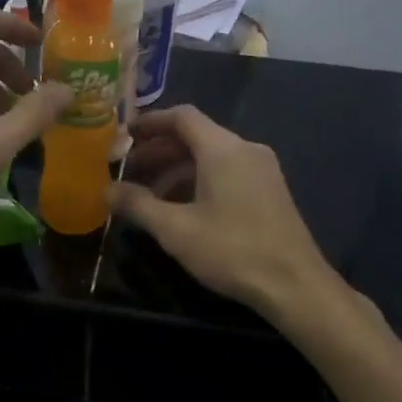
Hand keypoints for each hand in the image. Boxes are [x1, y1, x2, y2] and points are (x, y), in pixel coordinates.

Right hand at [108, 105, 341, 321]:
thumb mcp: (175, 229)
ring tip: (148, 195)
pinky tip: (181, 210)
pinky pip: (227, 173)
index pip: (182, 117)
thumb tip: (106, 190)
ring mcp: (262, 170)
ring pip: (211, 158)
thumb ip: (138, 205)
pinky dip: (199, 181)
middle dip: (159, 151)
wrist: (294, 285)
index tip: (123, 136)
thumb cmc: (232, 250)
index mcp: (223, 149)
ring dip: (177, 170)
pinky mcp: (270, 192)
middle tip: (127, 170)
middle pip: (196, 137)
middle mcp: (245, 150)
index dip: (150, 122)